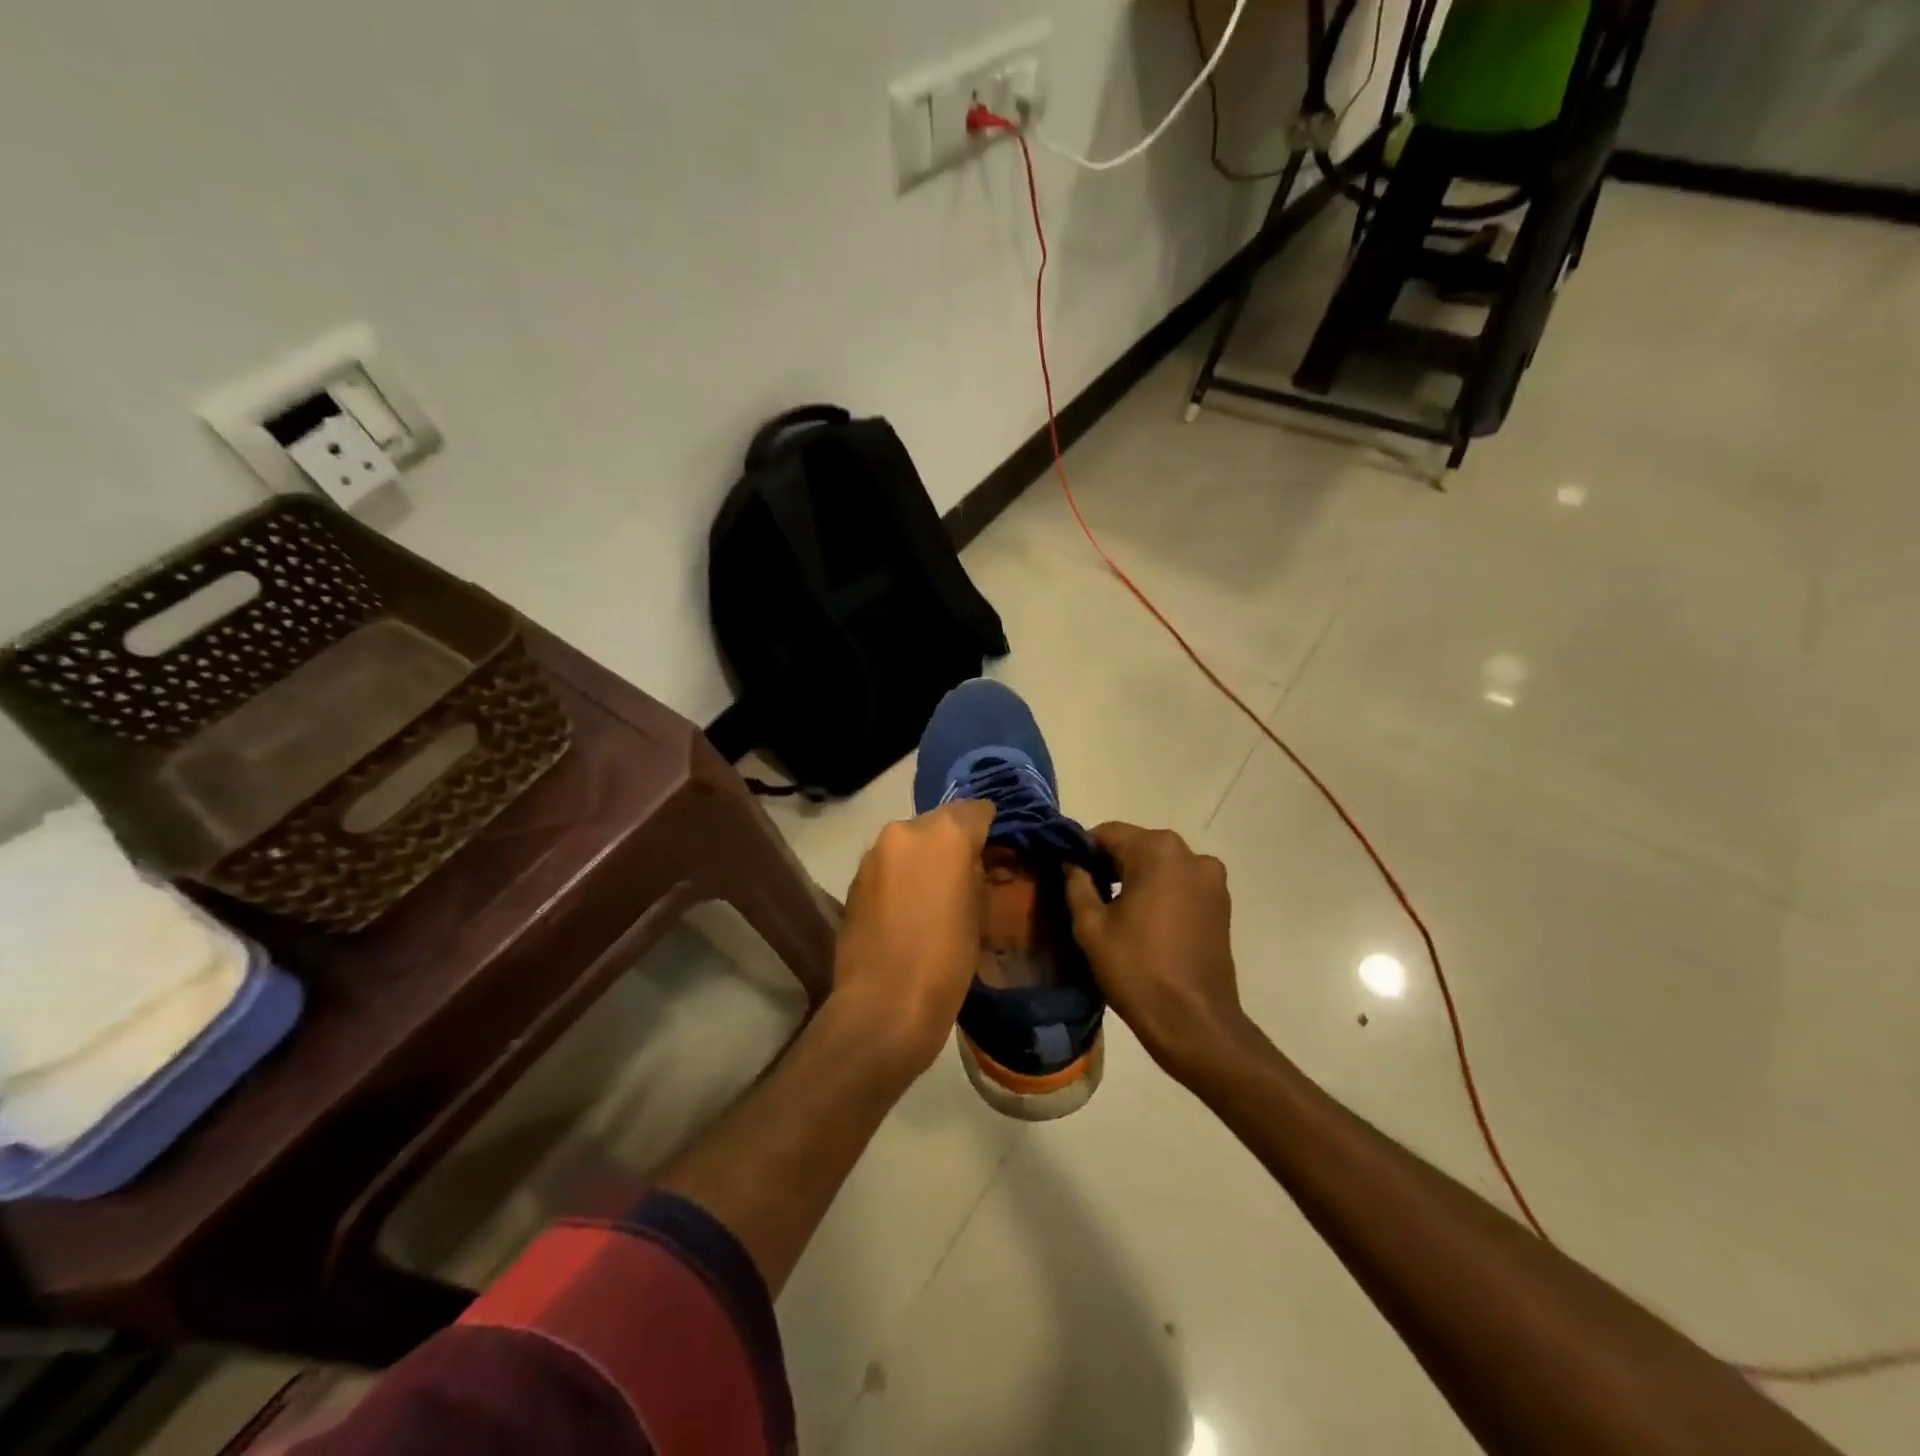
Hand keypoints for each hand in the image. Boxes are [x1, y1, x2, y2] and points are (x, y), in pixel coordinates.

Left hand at [832, 800, 995, 1080]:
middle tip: (966, 874)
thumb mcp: (980, 914)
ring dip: (923, 859)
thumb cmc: (946, 961)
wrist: (884, 1004)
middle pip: (939, 823)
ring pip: (909, 844)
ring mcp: (874, 854)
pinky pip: (888, 865)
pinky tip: (908, 909)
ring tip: (935, 895)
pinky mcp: (853, 879)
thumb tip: (973, 864)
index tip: (996, 848)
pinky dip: (901, 877)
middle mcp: (905, 830)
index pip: (977, 809)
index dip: (990, 827)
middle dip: (953, 843)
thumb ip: (977, 874)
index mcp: (944, 833)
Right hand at [1065, 823, 1247, 1081]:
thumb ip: (1076, 882)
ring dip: (1135, 877)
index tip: (1065, 872)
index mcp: (1157, 850)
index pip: (1107, 833)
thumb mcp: (1091, 925)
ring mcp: (1211, 878)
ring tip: (1114, 910)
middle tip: (1085, 892)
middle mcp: (1190, 853)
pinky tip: (1143, 920)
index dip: (1081, 850)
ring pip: (1160, 865)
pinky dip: (1160, 891)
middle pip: (1136, 846)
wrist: (1194, 1022)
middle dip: (1109, 863)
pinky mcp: (1221, 903)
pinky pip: (1180, 883)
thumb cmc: (1136, 969)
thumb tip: (1070, 861)